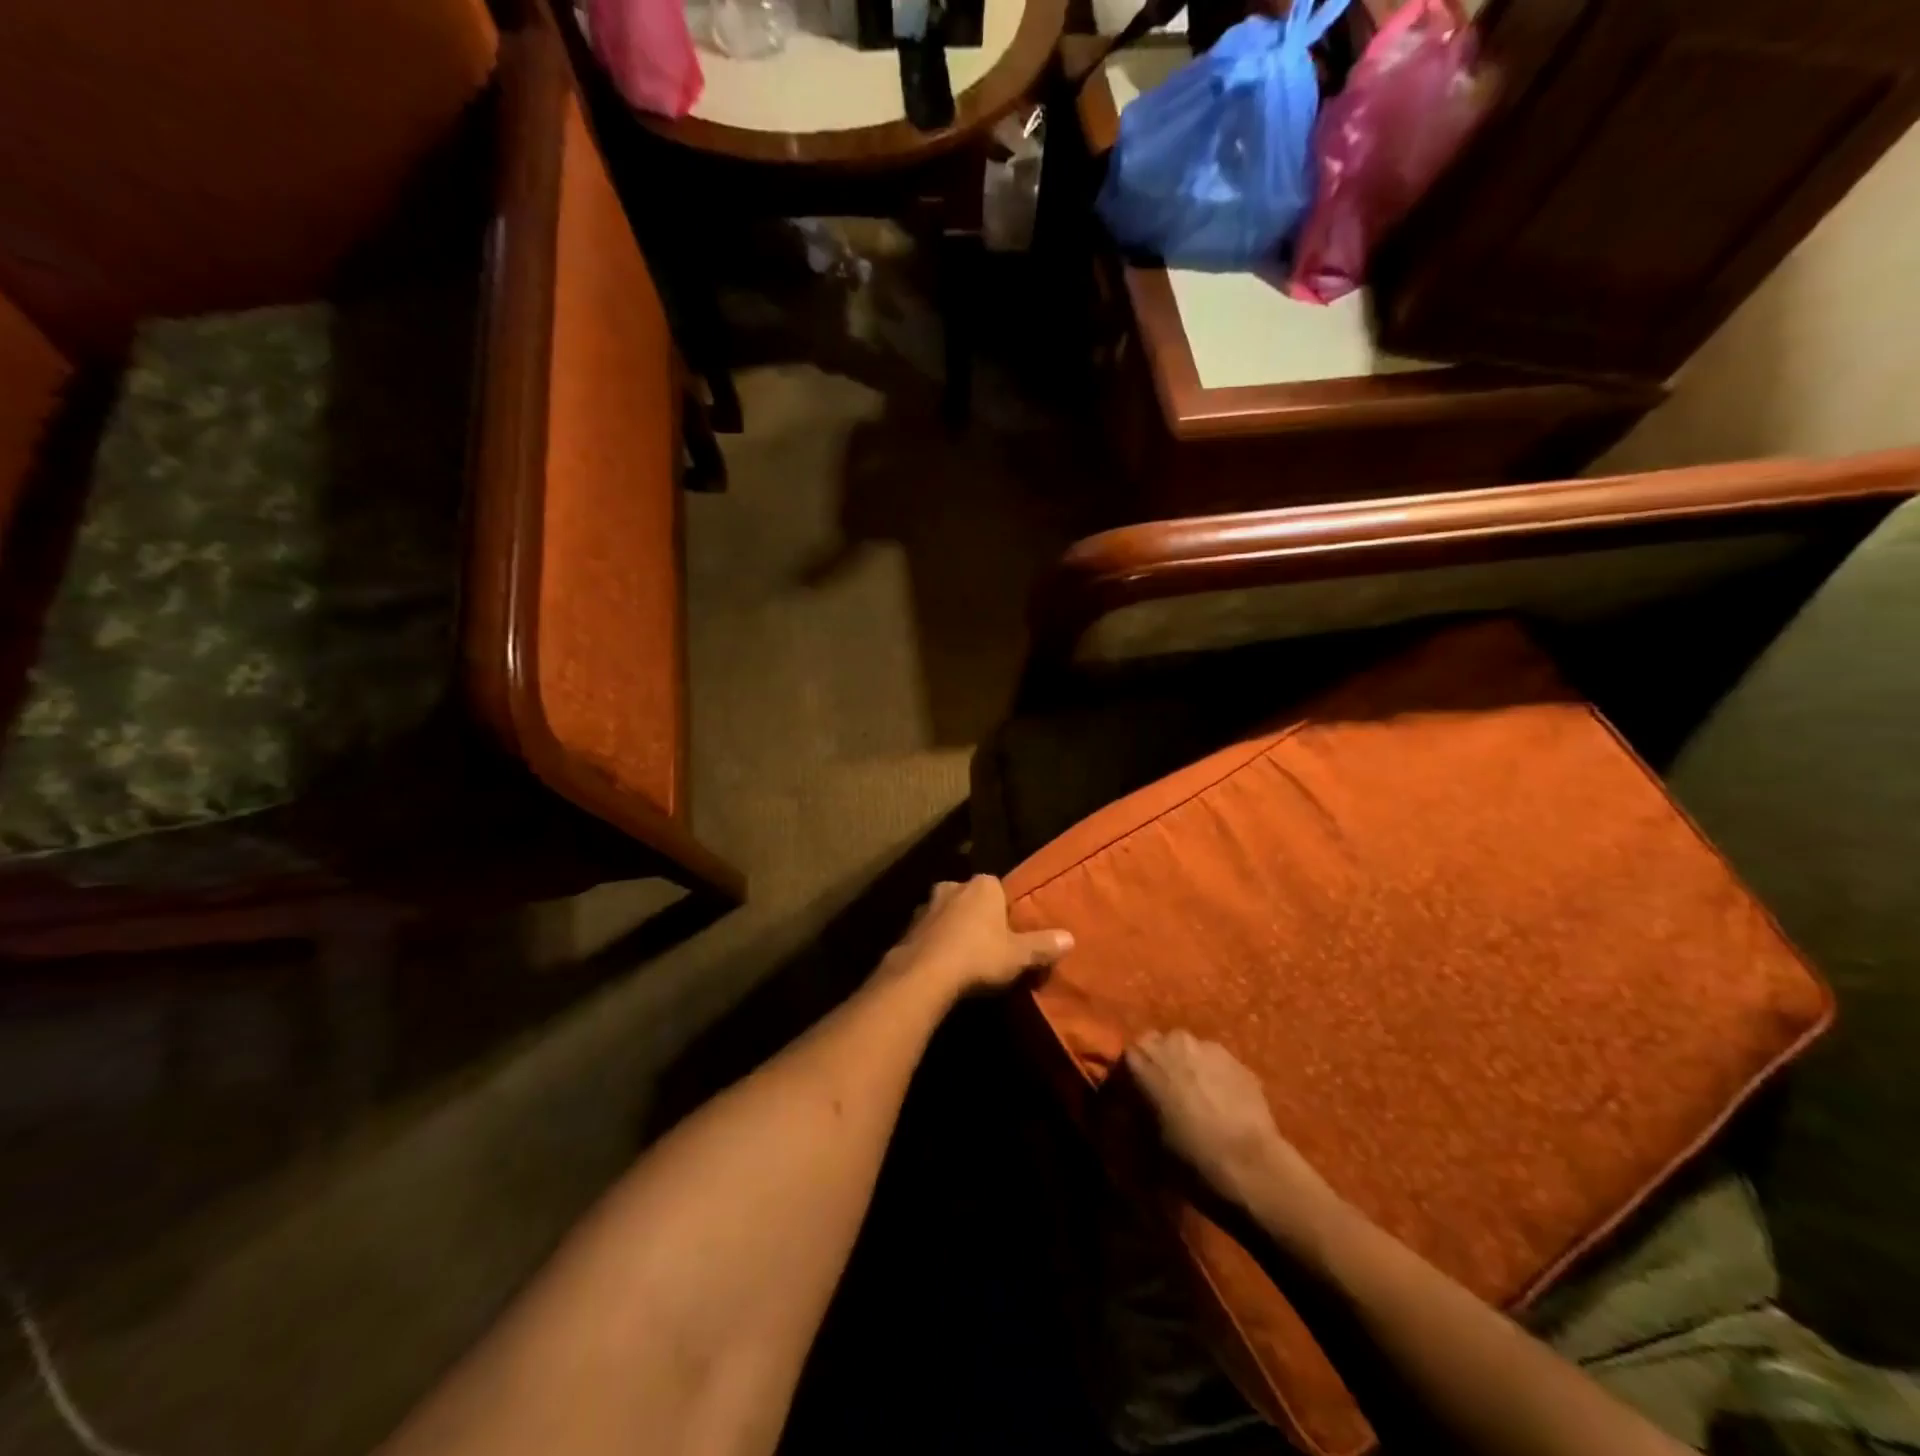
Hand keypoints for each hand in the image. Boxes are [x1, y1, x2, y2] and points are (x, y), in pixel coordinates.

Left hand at [883, 876, 1073, 997]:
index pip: (998, 888)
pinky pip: (929, 932)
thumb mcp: (1018, 955)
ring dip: (954, 929)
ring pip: (947, 913)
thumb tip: (1070, 938)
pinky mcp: (908, 927)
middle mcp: (953, 886)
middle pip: (971, 898)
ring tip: (964, 957)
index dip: (1005, 909)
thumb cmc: (979, 956)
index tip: (1010, 932)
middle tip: (988, 944)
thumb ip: (1043, 945)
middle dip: (977, 916)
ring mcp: (927, 905)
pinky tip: (942, 965)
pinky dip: (935, 943)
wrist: (925, 974)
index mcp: (983, 885)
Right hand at [1124, 1030, 1335, 1223]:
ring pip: (1189, 1054)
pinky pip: (1216, 1065)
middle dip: (1160, 1069)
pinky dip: (1214, 1079)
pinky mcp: (1237, 1059)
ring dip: (1188, 1071)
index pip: (1124, 1063)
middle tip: (1166, 1101)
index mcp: (1138, 1058)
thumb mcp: (1142, 1141)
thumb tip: (1126, 1111)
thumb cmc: (1185, 1156)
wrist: (1247, 1166)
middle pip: (1158, 1048)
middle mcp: (1170, 1041)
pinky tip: (1222, 1107)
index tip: (1132, 1105)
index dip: (1128, 1085)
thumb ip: (1131, 1115)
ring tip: (1197, 1103)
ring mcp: (1206, 1046)